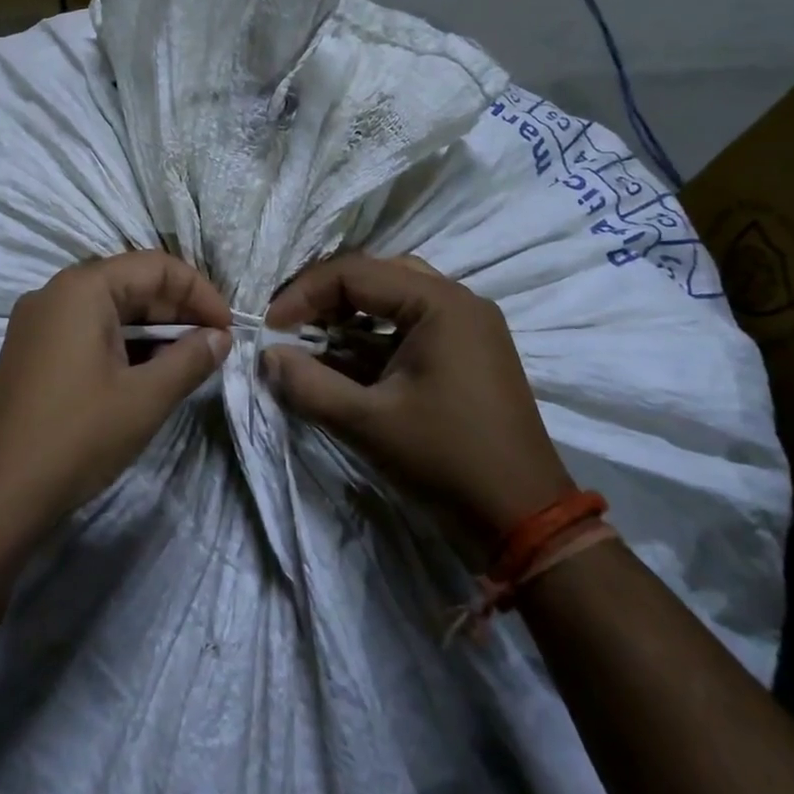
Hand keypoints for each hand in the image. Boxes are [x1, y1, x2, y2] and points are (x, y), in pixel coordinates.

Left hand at [0, 251, 231, 538]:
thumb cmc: (77, 437)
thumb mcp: (146, 398)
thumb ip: (190, 359)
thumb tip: (220, 338)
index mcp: (81, 288)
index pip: (155, 266)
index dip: (199, 293)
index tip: (228, 329)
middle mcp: (55, 293)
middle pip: (130, 283)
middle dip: (177, 311)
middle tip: (213, 347)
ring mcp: (37, 323)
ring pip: (109, 310)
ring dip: (152, 330)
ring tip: (187, 362)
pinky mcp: (31, 352)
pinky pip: (86, 331)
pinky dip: (122, 345)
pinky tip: (146, 374)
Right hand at [262, 254, 573, 534]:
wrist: (526, 521)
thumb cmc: (446, 460)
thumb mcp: (367, 423)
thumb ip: (309, 384)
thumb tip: (267, 357)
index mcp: (439, 303)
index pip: (355, 273)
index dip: (304, 294)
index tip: (271, 328)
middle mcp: (458, 300)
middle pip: (376, 275)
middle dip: (327, 298)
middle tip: (292, 326)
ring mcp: (469, 325)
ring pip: (394, 297)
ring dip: (350, 315)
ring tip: (315, 342)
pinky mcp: (471, 351)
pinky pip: (413, 324)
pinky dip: (376, 335)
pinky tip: (350, 362)